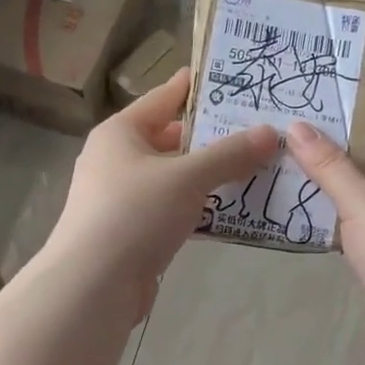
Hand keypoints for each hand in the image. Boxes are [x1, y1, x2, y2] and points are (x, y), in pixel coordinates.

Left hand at [43, 68, 277, 319]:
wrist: (93, 285)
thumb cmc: (134, 214)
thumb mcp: (187, 177)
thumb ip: (229, 154)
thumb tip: (270, 133)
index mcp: (120, 132)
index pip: (164, 96)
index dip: (199, 86)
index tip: (236, 78)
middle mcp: (117, 160)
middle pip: (172, 138)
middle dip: (214, 137)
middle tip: (259, 130)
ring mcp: (123, 198)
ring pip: (175, 177)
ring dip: (211, 176)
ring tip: (258, 167)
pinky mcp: (133, 232)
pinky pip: (174, 210)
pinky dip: (200, 207)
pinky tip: (233, 210)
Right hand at [287, 121, 364, 364]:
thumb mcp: (361, 203)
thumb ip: (328, 166)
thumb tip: (297, 126)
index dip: (342, 141)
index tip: (300, 140)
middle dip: (333, 176)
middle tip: (285, 166)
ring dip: (335, 210)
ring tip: (288, 196)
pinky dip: (342, 239)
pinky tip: (309, 235)